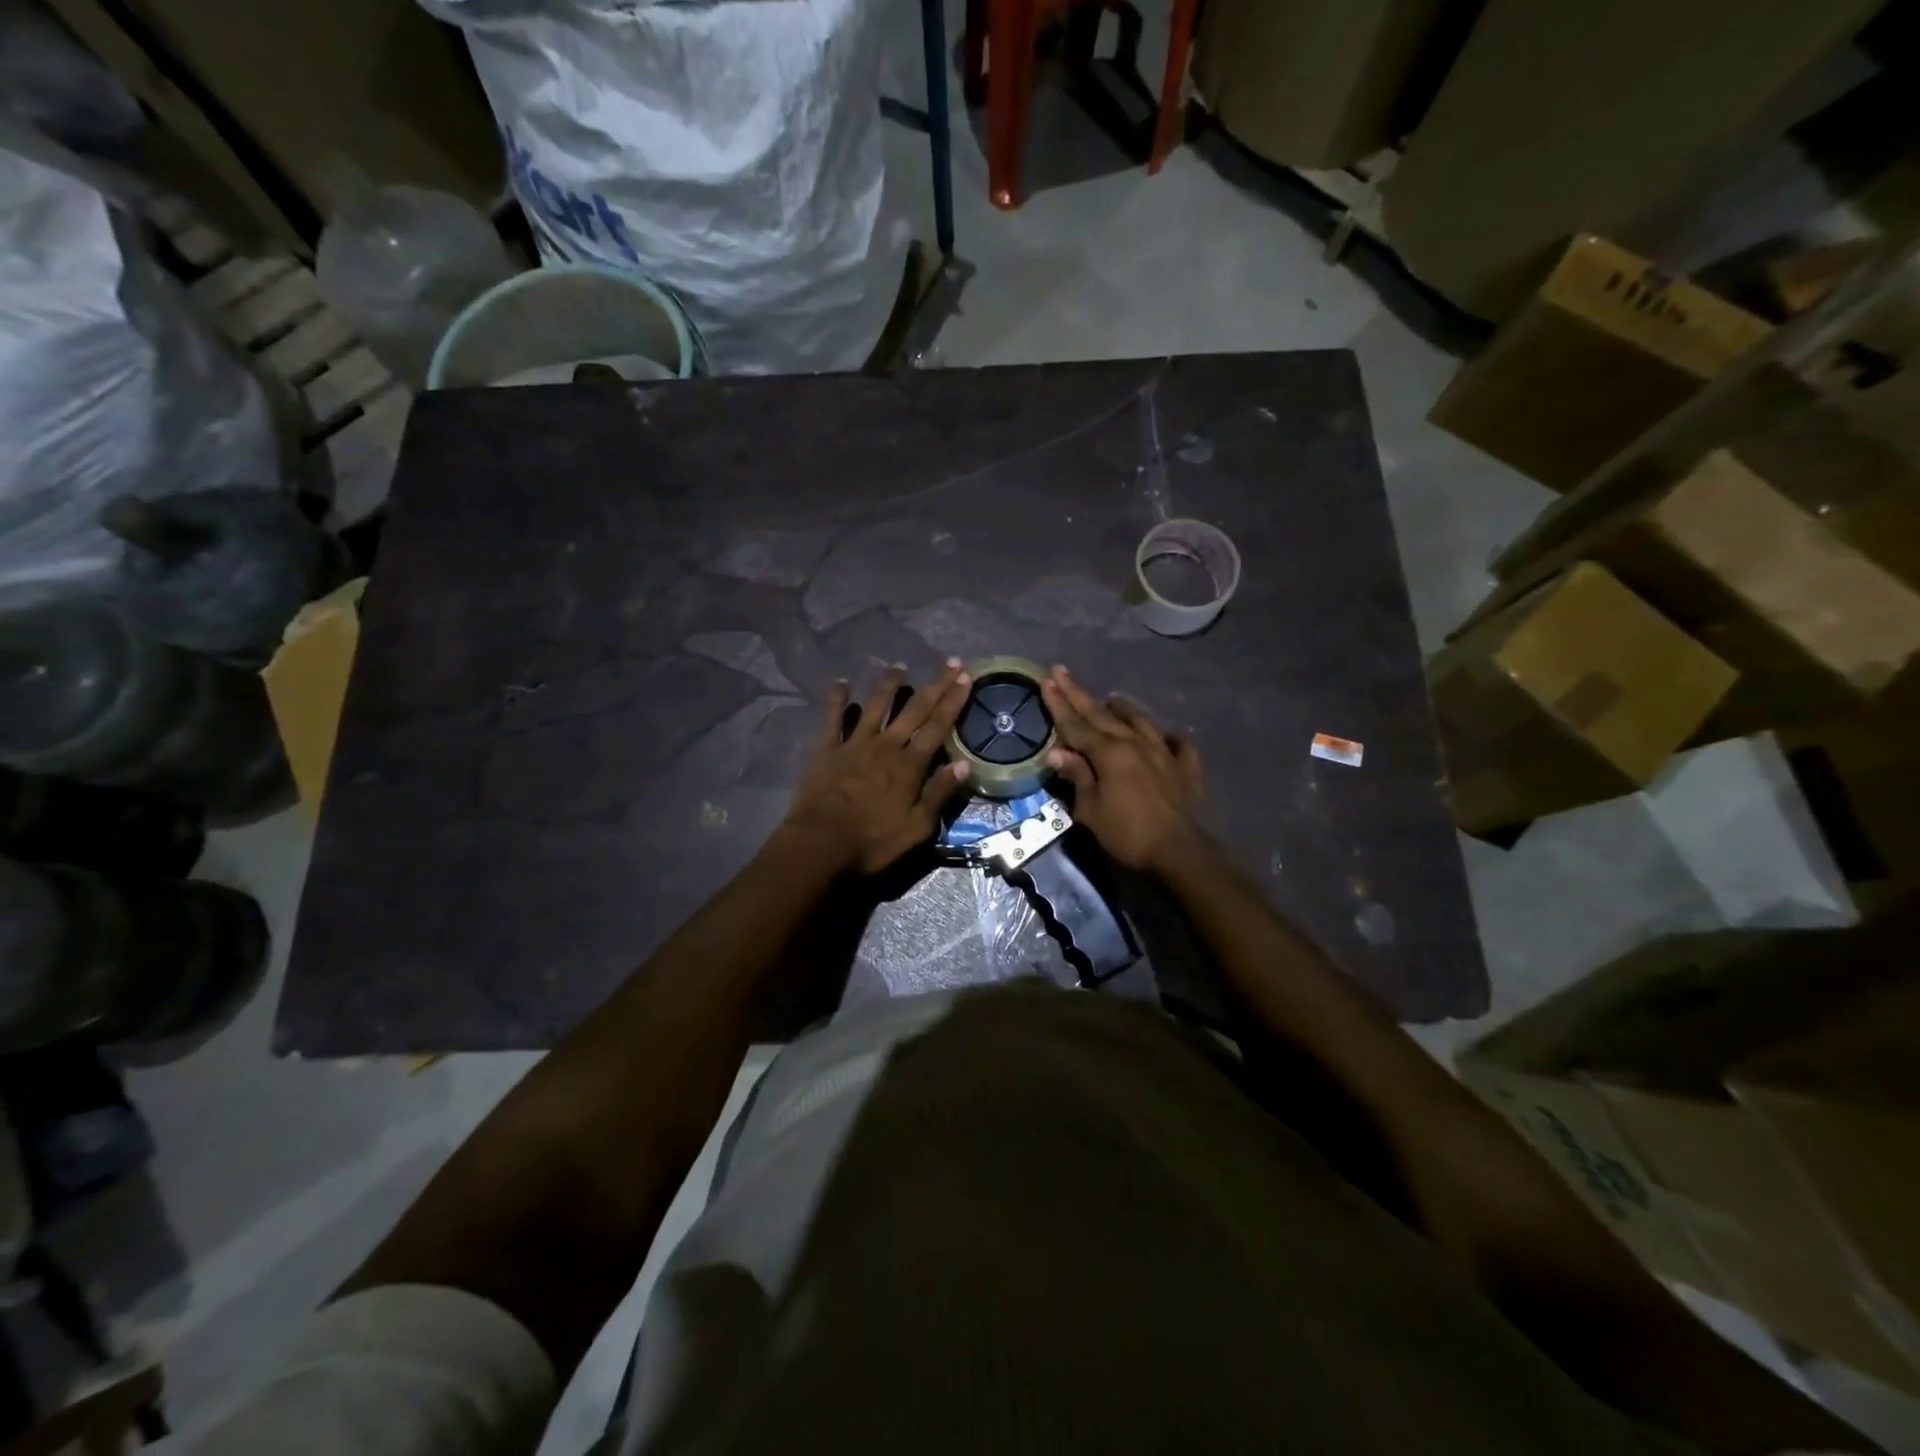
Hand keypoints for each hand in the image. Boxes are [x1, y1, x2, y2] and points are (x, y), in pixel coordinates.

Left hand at [784, 661, 974, 873]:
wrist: (820, 844)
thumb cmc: (873, 841)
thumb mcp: (916, 827)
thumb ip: (939, 793)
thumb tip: (965, 764)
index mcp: (910, 765)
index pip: (938, 726)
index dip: (954, 701)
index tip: (966, 677)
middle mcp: (886, 746)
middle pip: (914, 709)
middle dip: (935, 685)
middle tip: (950, 663)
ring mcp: (854, 744)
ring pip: (875, 706)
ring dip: (889, 684)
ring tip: (899, 666)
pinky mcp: (827, 749)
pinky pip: (833, 718)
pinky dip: (837, 699)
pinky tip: (841, 683)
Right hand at [1040, 666, 1203, 872]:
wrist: (1179, 851)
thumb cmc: (1127, 833)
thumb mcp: (1090, 810)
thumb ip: (1077, 776)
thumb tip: (1057, 752)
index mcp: (1108, 753)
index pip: (1076, 724)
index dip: (1059, 703)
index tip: (1047, 680)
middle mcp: (1135, 743)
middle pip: (1102, 715)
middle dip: (1079, 694)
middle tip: (1062, 673)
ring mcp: (1164, 752)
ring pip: (1140, 721)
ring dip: (1123, 709)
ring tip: (1112, 698)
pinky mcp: (1186, 768)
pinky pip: (1178, 744)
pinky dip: (1170, 737)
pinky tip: (1167, 735)